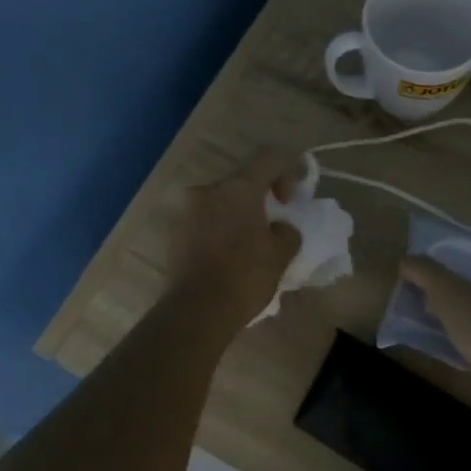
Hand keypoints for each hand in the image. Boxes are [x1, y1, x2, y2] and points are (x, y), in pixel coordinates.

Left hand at [169, 153, 302, 326]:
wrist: (196, 312)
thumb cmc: (245, 276)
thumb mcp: (281, 254)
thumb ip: (287, 231)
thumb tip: (279, 228)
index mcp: (238, 188)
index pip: (269, 158)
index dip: (289, 169)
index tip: (294, 197)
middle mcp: (209, 191)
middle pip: (242, 181)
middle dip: (261, 197)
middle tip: (275, 223)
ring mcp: (188, 213)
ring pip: (222, 203)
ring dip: (239, 215)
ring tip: (253, 244)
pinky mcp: (176, 235)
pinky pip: (206, 223)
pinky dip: (222, 231)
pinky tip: (231, 258)